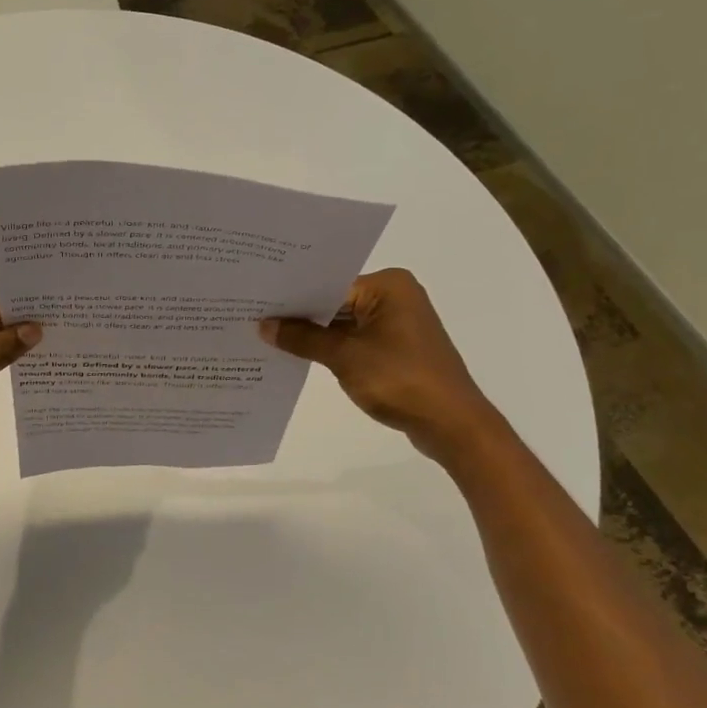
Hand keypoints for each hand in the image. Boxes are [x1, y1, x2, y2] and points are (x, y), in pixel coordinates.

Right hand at [260, 268, 491, 458]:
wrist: (452, 424)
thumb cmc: (401, 380)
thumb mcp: (345, 357)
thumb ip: (303, 338)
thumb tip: (264, 325)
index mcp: (388, 286)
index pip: (329, 282)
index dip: (293, 295)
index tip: (256, 301)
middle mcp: (395, 296)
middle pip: (336, 301)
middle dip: (301, 315)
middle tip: (254, 318)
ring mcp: (398, 324)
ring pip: (344, 323)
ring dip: (315, 334)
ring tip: (268, 337)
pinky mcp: (397, 348)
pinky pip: (356, 340)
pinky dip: (332, 348)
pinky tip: (300, 356)